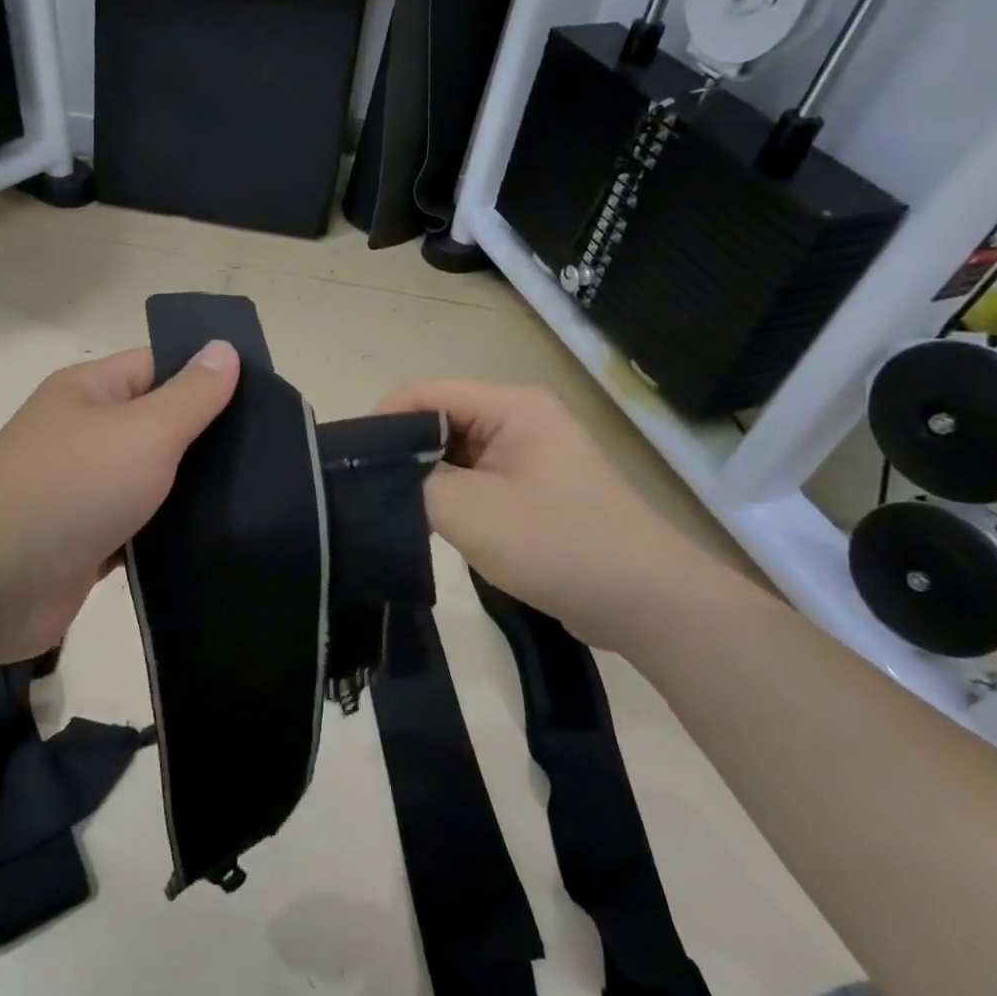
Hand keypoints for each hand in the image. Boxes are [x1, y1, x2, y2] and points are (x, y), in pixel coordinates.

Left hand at [0, 341, 239, 671]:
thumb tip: (223, 348)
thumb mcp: (144, 429)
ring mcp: (86, 490)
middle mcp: (86, 434)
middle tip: (272, 451)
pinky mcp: (90, 541)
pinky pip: (143, 527)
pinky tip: (221, 535)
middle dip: (209, 437)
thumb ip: (191, 394)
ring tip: (259, 493)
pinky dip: (172, 531)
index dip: (209, 375)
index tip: (264, 395)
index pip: (159, 366)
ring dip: (195, 489)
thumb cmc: (73, 486)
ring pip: (155, 480)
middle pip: (160, 425)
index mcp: (91, 392)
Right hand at [377, 379, 734, 651]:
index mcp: (511, 407)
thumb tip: (385, 476)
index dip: (383, 419)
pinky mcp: (534, 489)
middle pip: (441, 420)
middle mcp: (520, 419)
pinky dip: (451, 496)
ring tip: (390, 507)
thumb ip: (417, 484)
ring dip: (427, 478)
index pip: (427, 393)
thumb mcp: (472, 512)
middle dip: (403, 451)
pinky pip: (478, 479)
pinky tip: (430, 523)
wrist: (647, 602)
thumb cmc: (559, 544)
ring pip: (457, 453)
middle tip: (363, 489)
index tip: (349, 459)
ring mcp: (530, 455)